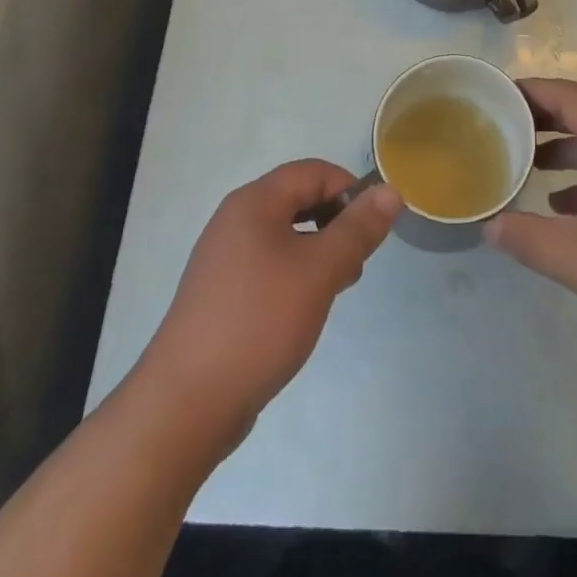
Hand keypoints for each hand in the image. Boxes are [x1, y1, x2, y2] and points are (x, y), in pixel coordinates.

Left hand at [141, 160, 399, 448]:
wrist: (186, 404)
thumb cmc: (258, 322)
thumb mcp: (319, 271)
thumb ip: (357, 228)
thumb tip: (390, 191)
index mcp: (254, 202)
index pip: (313, 172)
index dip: (349, 189)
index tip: (372, 229)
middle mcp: (235, 220)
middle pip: (298, 199)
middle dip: (336, 221)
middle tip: (357, 261)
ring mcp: (224, 258)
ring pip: (285, 235)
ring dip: (318, 250)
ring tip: (337, 287)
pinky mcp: (221, 293)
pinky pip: (269, 264)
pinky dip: (295, 274)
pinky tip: (305, 309)